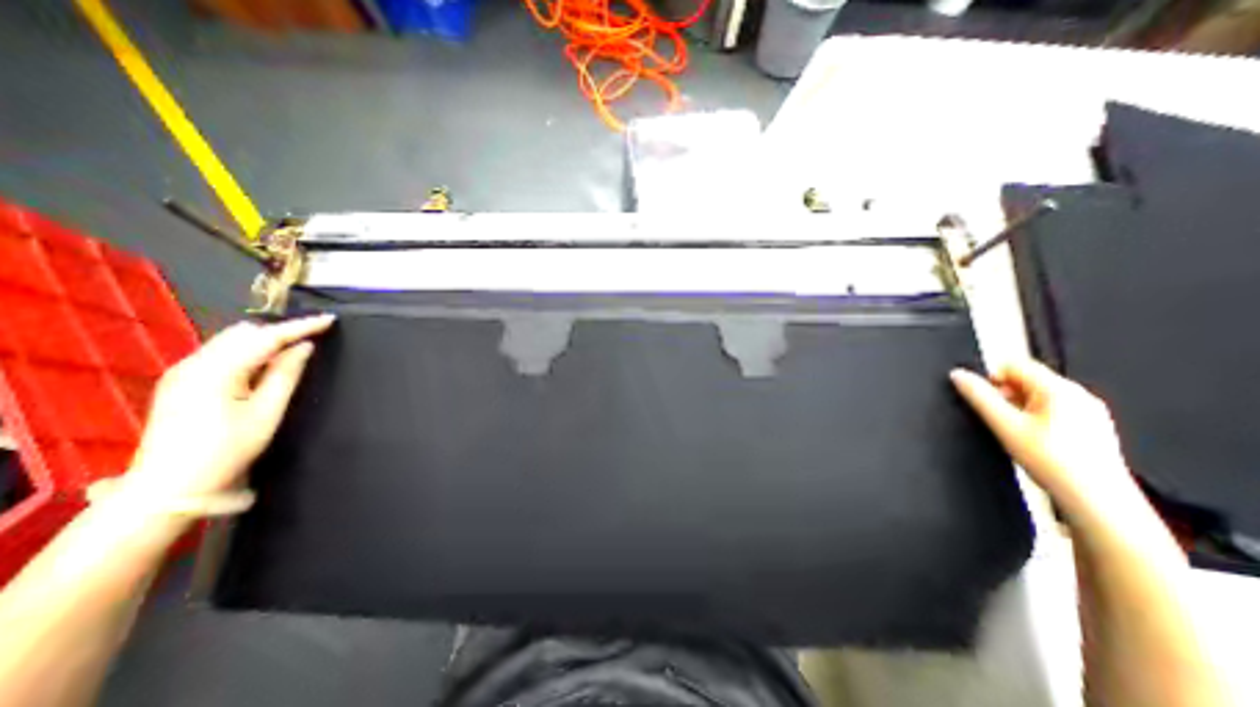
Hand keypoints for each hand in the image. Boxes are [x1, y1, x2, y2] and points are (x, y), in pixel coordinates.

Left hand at [122, 318, 333, 504]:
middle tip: (314, 337)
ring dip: (264, 341)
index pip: (265, 338)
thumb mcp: (266, 412)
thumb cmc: (226, 450)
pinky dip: (249, 352)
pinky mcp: (181, 382)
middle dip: (280, 330)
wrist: (168, 487)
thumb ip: (286, 375)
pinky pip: (222, 354)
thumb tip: (305, 347)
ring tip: (295, 349)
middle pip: (243, 333)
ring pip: (231, 341)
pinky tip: (266, 364)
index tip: (329, 319)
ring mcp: (182, 372)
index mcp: (215, 371)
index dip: (300, 327)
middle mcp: (193, 364)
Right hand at [955, 362, 1143, 522]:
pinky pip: (1053, 411)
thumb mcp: (1004, 425)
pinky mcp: (1091, 427)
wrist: (1097, 500)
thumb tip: (958, 375)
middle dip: (1006, 395)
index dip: (992, 377)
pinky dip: (1036, 420)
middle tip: (1000, 419)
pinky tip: (1036, 442)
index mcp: (1060, 389)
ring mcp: (1089, 412)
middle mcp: (1080, 396)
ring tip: (1018, 433)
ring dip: (1019, 408)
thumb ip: (978, 396)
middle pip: (1027, 380)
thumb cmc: (1056, 463)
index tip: (984, 398)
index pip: (1015, 364)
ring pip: (1039, 396)